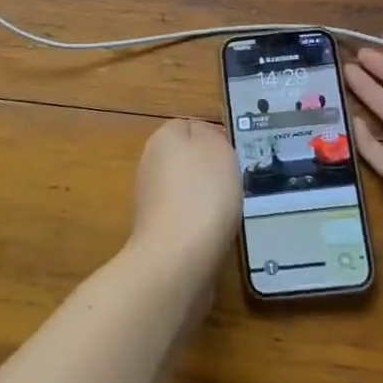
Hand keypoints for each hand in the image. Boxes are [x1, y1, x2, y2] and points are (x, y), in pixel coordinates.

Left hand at [128, 119, 241, 279]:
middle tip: (233, 183)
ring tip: (226, 211)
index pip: (188, 125)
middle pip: (184, 158)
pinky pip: (181, 216)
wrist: (177, 257)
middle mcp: (149, 163)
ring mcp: (148, 198)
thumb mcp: (219, 149)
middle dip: (207, 169)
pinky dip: (197, 222)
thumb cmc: (204, 194)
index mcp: (163, 137)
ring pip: (183, 188)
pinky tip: (213, 234)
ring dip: (202, 197)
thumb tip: (203, 137)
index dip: (213, 137)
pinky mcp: (153, 230)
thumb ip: (211, 135)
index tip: (233, 156)